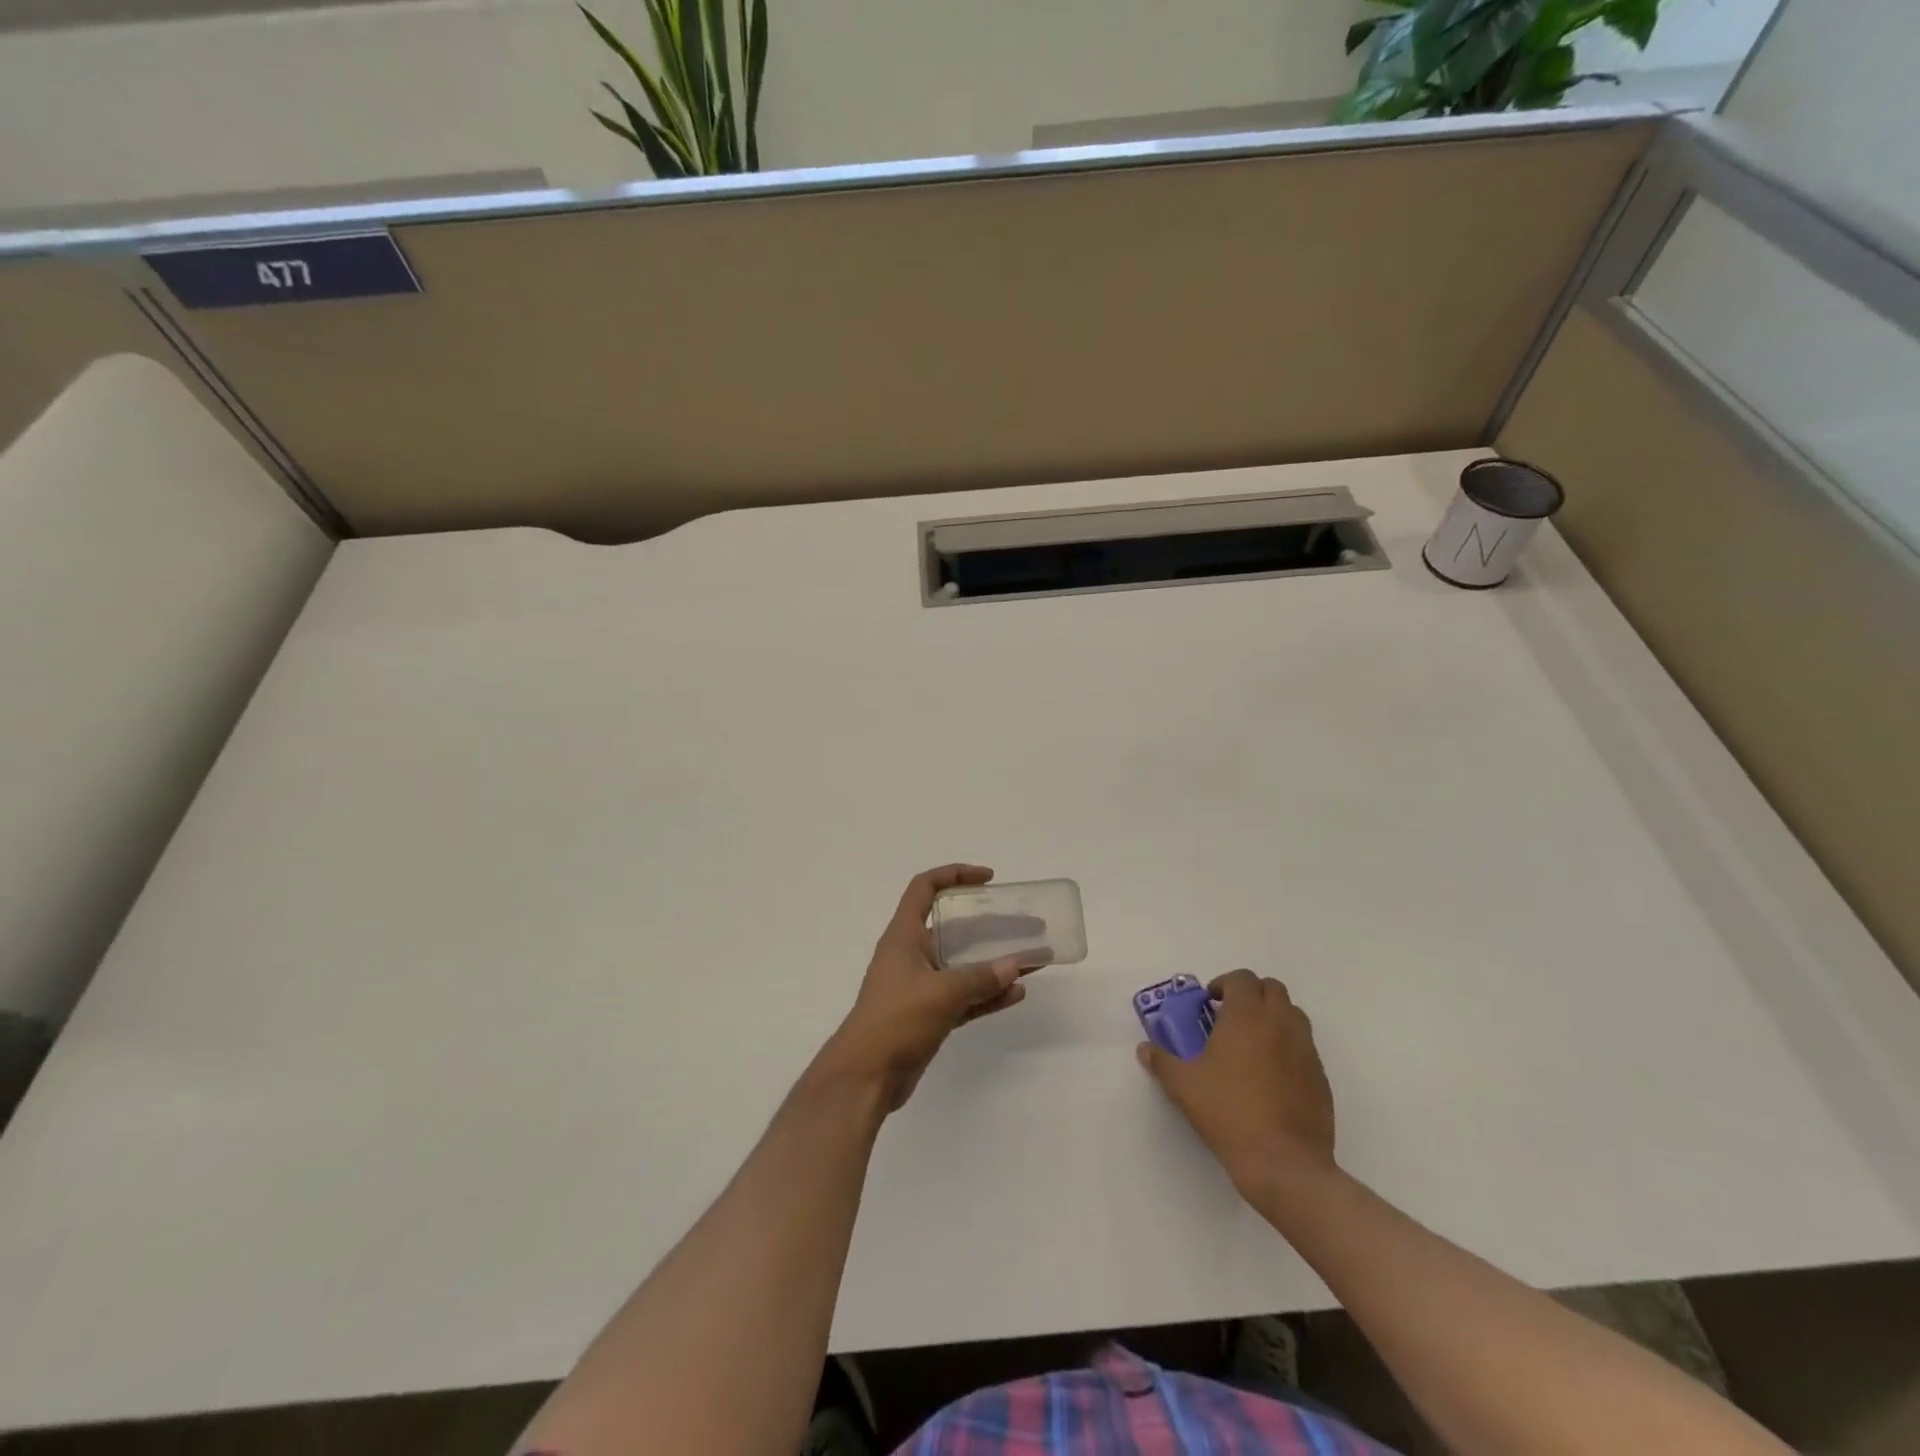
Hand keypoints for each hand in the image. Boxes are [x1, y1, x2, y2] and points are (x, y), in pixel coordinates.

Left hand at [815, 865, 1034, 1110]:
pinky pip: (965, 996)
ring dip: (995, 962)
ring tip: (1032, 959)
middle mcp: (911, 955)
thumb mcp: (942, 993)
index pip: (925, 889)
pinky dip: (988, 994)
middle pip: (953, 928)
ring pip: (964, 965)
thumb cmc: (896, 1020)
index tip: (988, 879)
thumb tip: (1016, 965)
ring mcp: (920, 986)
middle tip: (1023, 924)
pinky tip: (1017, 993)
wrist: (865, 1077)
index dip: (954, 875)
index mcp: (904, 936)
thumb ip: (981, 978)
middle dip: (989, 925)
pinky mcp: (929, 1015)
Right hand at [1137, 969, 1336, 1199]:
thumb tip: (1145, 1049)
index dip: (1224, 984)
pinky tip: (1271, 1076)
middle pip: (1272, 988)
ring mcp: (1306, 1050)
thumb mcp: (1183, 1086)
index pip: (1242, 978)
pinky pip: (1305, 1046)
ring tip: (1251, 1044)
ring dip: (1272, 1017)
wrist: (1284, 1163)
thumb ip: (1162, 1061)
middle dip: (1251, 995)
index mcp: (1247, 1016)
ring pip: (1293, 1015)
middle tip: (1230, 1018)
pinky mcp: (1321, 1077)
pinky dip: (1288, 1046)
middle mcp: (1280, 1023)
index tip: (1210, 1004)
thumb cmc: (1229, 1113)